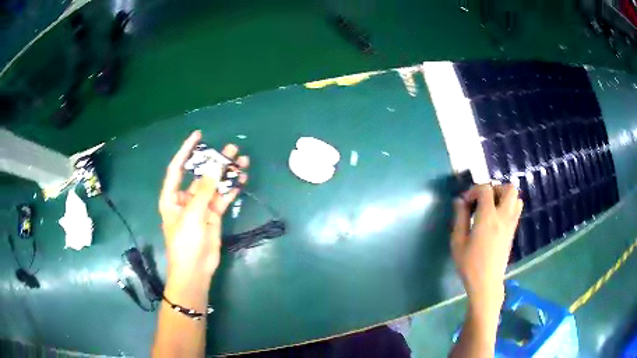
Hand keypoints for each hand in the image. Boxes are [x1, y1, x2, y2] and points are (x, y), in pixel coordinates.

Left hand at [159, 131, 248, 279]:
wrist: (195, 269)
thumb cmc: (185, 242)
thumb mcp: (192, 214)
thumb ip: (204, 190)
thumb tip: (215, 165)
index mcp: (172, 196)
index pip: (178, 168)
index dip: (186, 150)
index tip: (198, 135)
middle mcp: (185, 198)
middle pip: (200, 175)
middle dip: (214, 161)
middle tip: (231, 149)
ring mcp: (201, 207)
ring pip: (214, 185)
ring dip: (226, 174)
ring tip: (242, 161)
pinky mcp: (213, 216)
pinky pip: (222, 198)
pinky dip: (231, 189)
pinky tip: (241, 179)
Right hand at [451, 184, 522, 314]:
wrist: (486, 283)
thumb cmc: (469, 264)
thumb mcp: (458, 242)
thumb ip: (460, 218)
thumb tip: (459, 201)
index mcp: (488, 218)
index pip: (486, 189)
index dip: (474, 190)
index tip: (465, 203)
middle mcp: (503, 217)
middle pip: (509, 189)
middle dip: (495, 188)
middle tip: (483, 200)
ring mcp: (511, 224)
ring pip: (516, 198)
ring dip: (504, 197)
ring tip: (491, 207)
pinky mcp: (513, 232)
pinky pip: (516, 210)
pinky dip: (508, 206)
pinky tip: (495, 219)